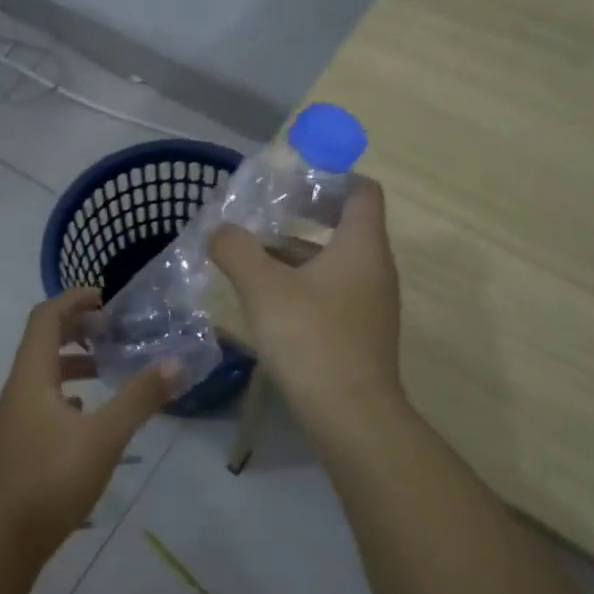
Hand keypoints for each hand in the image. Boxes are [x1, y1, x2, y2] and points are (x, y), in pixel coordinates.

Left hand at [0, 287, 175, 560]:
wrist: (1, 541)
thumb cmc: (50, 479)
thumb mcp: (104, 437)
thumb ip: (139, 398)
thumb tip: (176, 362)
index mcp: (32, 376)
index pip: (46, 317)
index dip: (74, 299)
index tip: (107, 297)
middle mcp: (19, 389)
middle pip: (43, 341)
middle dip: (78, 328)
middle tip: (114, 329)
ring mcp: (17, 418)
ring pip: (45, 374)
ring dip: (75, 362)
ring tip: (110, 367)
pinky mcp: (21, 443)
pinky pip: (45, 401)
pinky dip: (69, 393)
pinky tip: (91, 412)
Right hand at [208, 178, 404, 429]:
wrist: (350, 415)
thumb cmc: (310, 337)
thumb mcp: (262, 287)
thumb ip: (236, 250)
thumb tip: (219, 231)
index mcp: (361, 246)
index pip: (361, 191)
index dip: (331, 177)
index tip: (292, 180)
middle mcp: (374, 270)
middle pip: (343, 228)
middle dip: (299, 220)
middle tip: (259, 219)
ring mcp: (370, 305)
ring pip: (332, 265)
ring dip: (294, 258)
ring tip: (249, 261)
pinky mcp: (359, 335)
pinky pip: (330, 295)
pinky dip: (300, 288)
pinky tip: (265, 305)